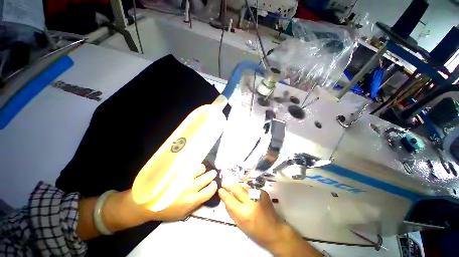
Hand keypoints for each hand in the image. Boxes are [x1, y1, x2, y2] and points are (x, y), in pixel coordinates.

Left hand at [102, 164, 217, 232]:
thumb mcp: (182, 214)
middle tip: (211, 173)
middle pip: (208, 177)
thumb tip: (206, 194)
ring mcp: (184, 177)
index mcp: (192, 200)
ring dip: (202, 169)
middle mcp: (190, 187)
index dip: (214, 186)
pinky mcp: (178, 170)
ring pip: (201, 168)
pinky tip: (191, 167)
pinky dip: (194, 165)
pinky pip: (191, 164)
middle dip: (212, 175)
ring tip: (199, 171)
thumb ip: (196, 205)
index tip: (213, 183)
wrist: (145, 202)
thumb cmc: (165, 210)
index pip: (210, 190)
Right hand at [218, 184, 321, 256]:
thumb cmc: (255, 231)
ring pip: (243, 185)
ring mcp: (258, 195)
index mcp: (244, 213)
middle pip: (236, 188)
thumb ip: (231, 210)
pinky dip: (246, 189)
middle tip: (225, 185)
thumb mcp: (240, 224)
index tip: (220, 189)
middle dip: (229, 185)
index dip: (223, 193)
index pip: (229, 199)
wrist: (274, 230)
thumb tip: (225, 198)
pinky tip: (245, 192)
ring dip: (237, 186)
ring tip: (234, 189)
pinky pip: (250, 187)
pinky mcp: (263, 192)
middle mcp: (251, 201)